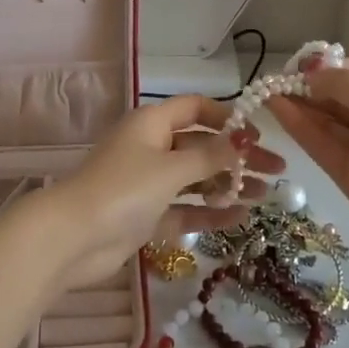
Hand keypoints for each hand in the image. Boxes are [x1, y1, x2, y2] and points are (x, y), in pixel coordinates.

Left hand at [35, 96, 285, 290]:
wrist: (72, 239)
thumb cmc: (123, 190)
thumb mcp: (171, 168)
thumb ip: (210, 156)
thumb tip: (243, 139)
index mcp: (152, 123)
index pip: (195, 108)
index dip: (227, 117)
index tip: (258, 134)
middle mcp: (151, 148)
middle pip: (202, 146)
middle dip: (238, 157)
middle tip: (276, 170)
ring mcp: (148, 183)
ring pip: (196, 179)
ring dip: (229, 185)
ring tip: (266, 196)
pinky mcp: (146, 215)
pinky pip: (185, 209)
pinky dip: (209, 212)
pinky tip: (240, 217)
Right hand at [267, 61, 348, 264]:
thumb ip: (345, 85)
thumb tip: (311, 74)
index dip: (326, 67)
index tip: (296, 66)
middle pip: (335, 96)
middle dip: (307, 86)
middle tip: (272, 79)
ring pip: (323, 120)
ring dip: (296, 104)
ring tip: (265, 90)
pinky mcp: (347, 173)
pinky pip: (319, 144)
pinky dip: (297, 126)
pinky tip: (276, 109)